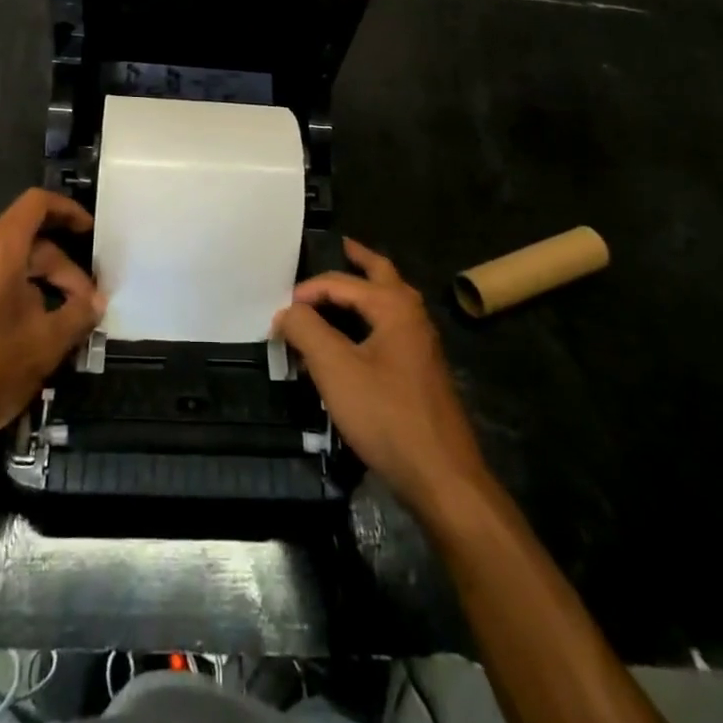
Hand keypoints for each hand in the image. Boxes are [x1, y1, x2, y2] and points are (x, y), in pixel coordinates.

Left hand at [0, 188, 101, 459]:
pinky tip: (21, 334)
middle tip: (84, 307)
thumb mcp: (45, 345)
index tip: (89, 232)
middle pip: (26, 241)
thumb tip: (95, 301)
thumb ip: (77, 315)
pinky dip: (9, 296)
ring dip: (36, 285)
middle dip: (60, 269)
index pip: (37, 204)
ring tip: (57, 324)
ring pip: (4, 265)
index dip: (68, 210)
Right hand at [274, 238, 489, 517]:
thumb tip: (287, 311)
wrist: (441, 476)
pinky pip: (392, 329)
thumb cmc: (386, 415)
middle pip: (383, 275)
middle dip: (360, 260)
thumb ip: (306, 331)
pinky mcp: (422, 373)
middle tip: (340, 246)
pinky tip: (356, 338)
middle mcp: (413, 318)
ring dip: (368, 289)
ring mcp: (422, 346)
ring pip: (391, 303)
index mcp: (395, 307)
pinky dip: (371, 318)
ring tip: (344, 287)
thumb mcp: (335, 369)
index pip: (343, 283)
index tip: (281, 313)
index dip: (308, 291)